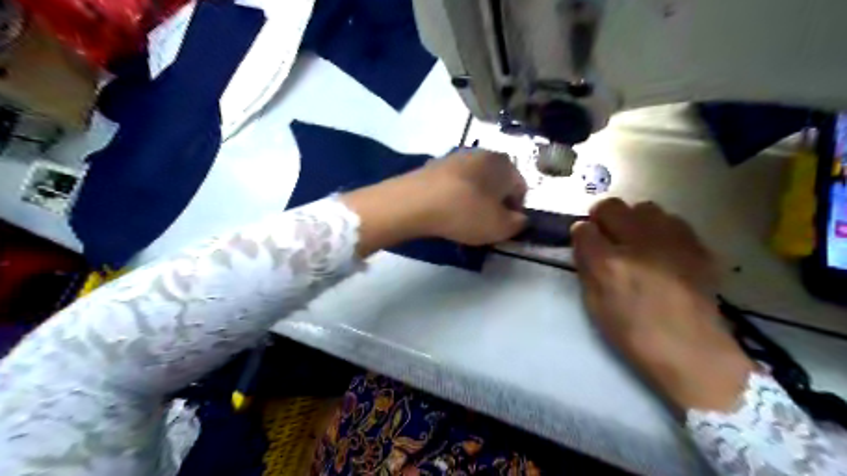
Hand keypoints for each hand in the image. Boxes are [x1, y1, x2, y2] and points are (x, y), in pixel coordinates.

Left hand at [340, 151, 526, 257]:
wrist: (416, 201)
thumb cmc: (467, 213)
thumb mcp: (500, 227)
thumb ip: (518, 224)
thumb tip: (520, 219)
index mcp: (505, 164)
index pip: (521, 189)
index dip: (516, 211)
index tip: (504, 227)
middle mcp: (483, 154)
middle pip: (497, 183)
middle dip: (494, 203)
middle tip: (485, 224)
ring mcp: (456, 156)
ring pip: (475, 182)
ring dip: (474, 199)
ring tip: (463, 219)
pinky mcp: (435, 164)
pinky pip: (453, 183)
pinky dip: (454, 196)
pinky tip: (445, 211)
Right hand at [568, 199, 752, 409]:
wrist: (692, 351)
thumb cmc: (633, 333)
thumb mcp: (595, 304)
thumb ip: (586, 267)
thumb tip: (584, 242)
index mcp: (609, 264)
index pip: (583, 228)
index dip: (580, 233)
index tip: (583, 241)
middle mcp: (639, 243)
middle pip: (612, 206)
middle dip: (603, 216)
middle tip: (605, 234)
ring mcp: (672, 241)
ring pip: (645, 207)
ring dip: (633, 219)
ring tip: (636, 240)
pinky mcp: (697, 245)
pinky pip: (672, 220)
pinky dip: (660, 228)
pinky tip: (662, 249)